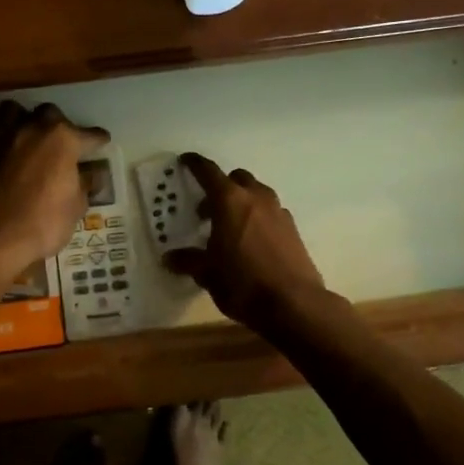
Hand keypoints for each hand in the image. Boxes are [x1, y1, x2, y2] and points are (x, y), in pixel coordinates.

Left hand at [0, 101, 108, 275]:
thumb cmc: (46, 222)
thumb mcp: (77, 206)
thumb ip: (83, 184)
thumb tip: (88, 175)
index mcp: (63, 139)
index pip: (88, 134)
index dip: (97, 139)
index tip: (101, 141)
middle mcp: (32, 130)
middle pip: (48, 112)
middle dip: (56, 122)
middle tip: (59, 140)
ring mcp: (2, 139)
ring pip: (8, 111)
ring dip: (17, 119)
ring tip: (22, 133)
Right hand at [164, 153, 328, 326]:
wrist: (294, 304)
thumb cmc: (242, 283)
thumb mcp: (208, 273)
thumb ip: (188, 261)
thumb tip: (170, 258)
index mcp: (229, 201)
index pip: (208, 172)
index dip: (195, 164)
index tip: (186, 160)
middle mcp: (255, 198)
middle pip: (236, 178)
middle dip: (221, 187)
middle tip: (207, 209)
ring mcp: (278, 212)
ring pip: (257, 193)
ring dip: (242, 201)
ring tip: (230, 226)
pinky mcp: (293, 229)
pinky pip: (271, 212)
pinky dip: (259, 217)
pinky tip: (252, 241)